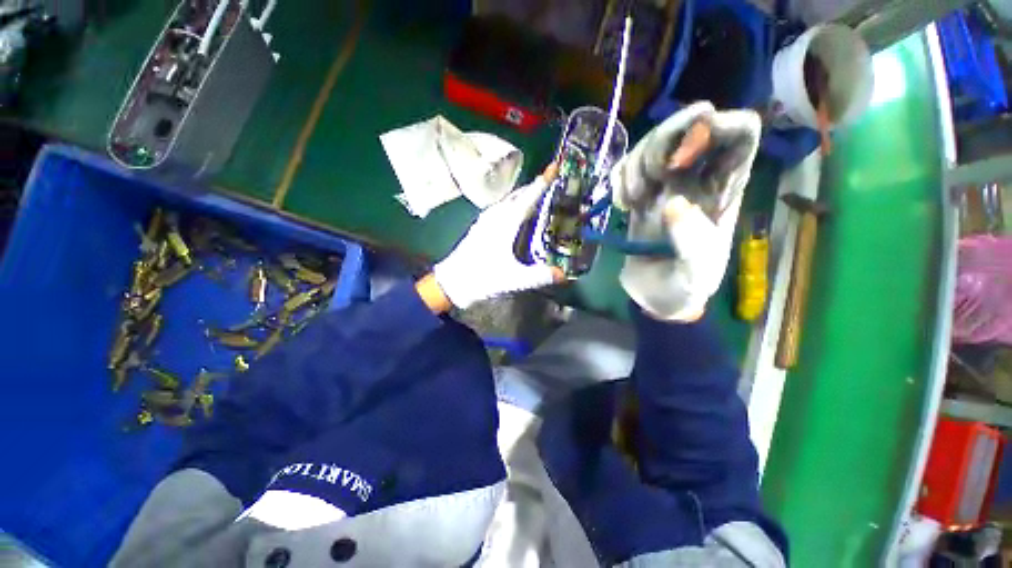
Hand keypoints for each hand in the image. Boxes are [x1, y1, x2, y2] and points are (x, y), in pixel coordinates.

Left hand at [429, 165, 562, 310]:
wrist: (452, 283)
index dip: (543, 183)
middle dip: (535, 186)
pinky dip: (513, 205)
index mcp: (505, 224)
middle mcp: (495, 216)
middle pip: (518, 195)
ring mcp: (485, 221)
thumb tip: (563, 274)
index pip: (528, 198)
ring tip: (537, 196)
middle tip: (552, 183)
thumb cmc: (482, 279)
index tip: (555, 167)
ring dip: (523, 195)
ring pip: (508, 200)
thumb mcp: (513, 279)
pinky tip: (516, 213)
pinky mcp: (479, 227)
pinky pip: (500, 208)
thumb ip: (538, 276)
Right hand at [610, 103, 761, 320]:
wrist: (655, 295)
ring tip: (629, 202)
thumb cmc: (684, 287)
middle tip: (643, 185)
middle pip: (691, 126)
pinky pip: (628, 166)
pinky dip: (619, 177)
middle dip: (662, 143)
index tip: (677, 162)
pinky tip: (620, 204)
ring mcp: (666, 185)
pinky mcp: (640, 197)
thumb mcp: (697, 274)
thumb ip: (692, 243)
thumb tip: (673, 204)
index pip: (739, 133)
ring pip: (654, 143)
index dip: (714, 128)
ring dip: (634, 166)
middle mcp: (698, 179)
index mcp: (726, 191)